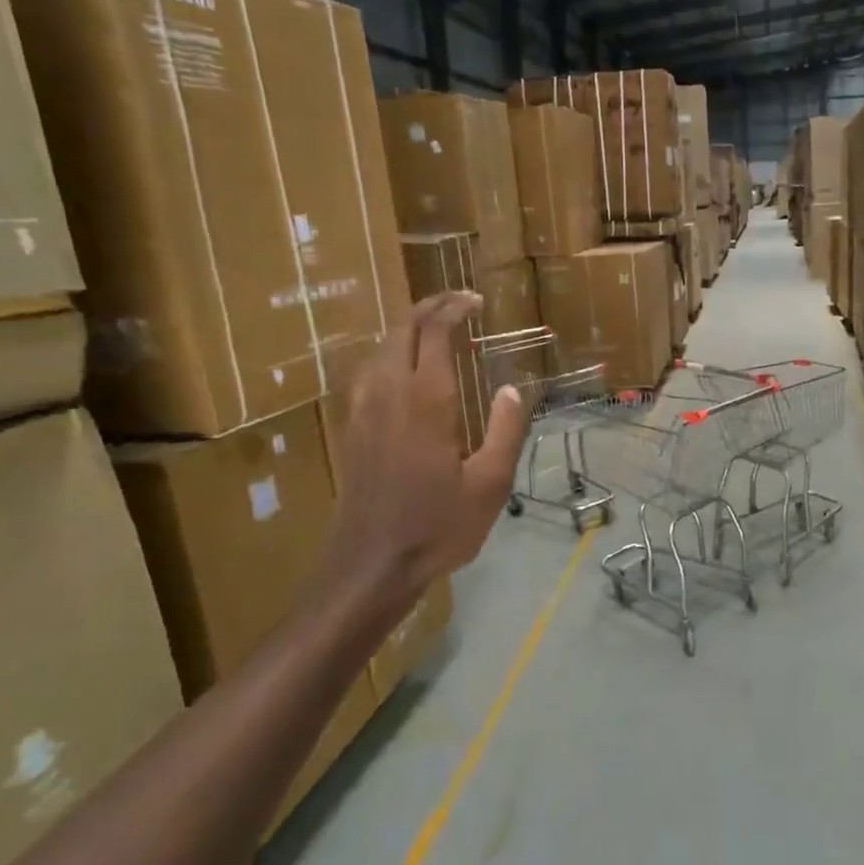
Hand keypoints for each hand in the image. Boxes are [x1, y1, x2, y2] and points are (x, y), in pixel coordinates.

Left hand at [318, 292, 529, 618]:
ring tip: (435, 332)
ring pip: (380, 348)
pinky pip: (369, 372)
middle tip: (458, 304)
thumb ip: (505, 431)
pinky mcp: (352, 428)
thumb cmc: (438, 526)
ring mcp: (363, 409)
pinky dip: (391, 354)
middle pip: (401, 329)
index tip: (476, 301)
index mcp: (426, 400)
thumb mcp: (490, 484)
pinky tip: (404, 372)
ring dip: (407, 330)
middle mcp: (388, 393)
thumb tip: (511, 390)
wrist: (371, 564)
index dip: (454, 308)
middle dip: (428, 307)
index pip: (435, 333)